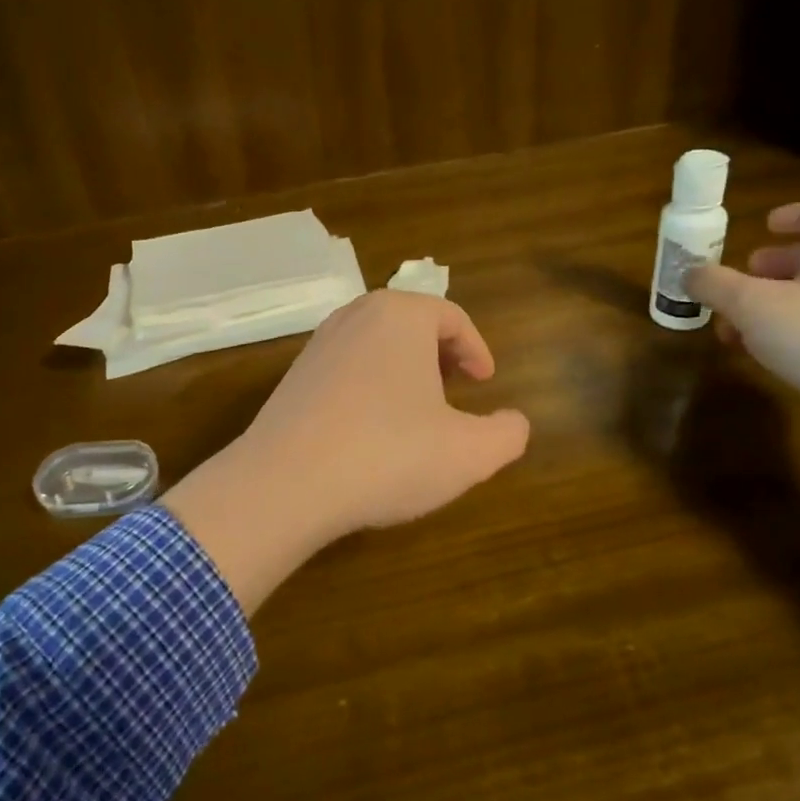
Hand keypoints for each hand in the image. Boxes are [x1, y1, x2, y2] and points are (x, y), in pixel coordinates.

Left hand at [163, 291, 529, 611]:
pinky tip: (372, 429)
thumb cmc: (388, 455)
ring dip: (404, 370)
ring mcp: (318, 344)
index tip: (486, 382)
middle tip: (456, 390)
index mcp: (400, 315)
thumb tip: (515, 422)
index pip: (452, 317)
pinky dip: (370, 386)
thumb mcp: (469, 453)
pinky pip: (346, 368)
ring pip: (377, 344)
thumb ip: (507, 434)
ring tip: (417, 410)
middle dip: (440, 354)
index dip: (476, 349)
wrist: (284, 484)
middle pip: (411, 323)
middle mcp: (356, 316)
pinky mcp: (293, 376)